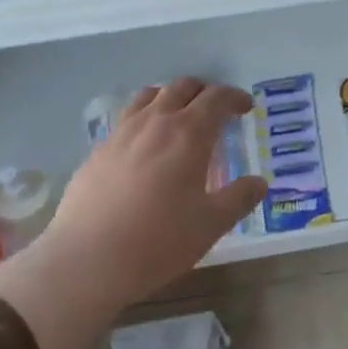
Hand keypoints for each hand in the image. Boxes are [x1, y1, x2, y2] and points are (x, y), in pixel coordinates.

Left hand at [0, 79, 264, 348]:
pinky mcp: (98, 151)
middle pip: (182, 88)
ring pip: (149, 96)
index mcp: (189, 134)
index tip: (246, 108)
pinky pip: (126, 119)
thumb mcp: (212, 223)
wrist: (88, 260)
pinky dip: (145, 118)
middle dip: (205, 92)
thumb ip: (240, 198)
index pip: (217, 98)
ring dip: (171, 98)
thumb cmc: (160, 240)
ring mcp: (121, 134)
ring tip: (180, 117)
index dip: (235, 98)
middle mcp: (155, 123)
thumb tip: (259, 183)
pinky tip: (146, 145)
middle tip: (217, 111)